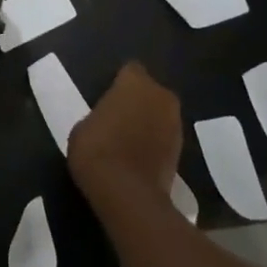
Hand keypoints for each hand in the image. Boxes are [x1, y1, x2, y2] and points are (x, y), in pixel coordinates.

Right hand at [68, 63, 182, 207]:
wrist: (127, 195)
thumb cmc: (97, 149)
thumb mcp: (83, 126)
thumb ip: (100, 115)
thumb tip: (107, 121)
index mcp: (135, 81)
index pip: (130, 71)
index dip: (119, 84)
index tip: (108, 99)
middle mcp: (160, 95)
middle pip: (150, 92)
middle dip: (139, 102)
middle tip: (119, 119)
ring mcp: (175, 124)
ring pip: (160, 115)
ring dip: (150, 124)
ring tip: (130, 142)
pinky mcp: (182, 153)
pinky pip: (165, 140)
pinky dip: (156, 146)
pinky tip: (140, 160)